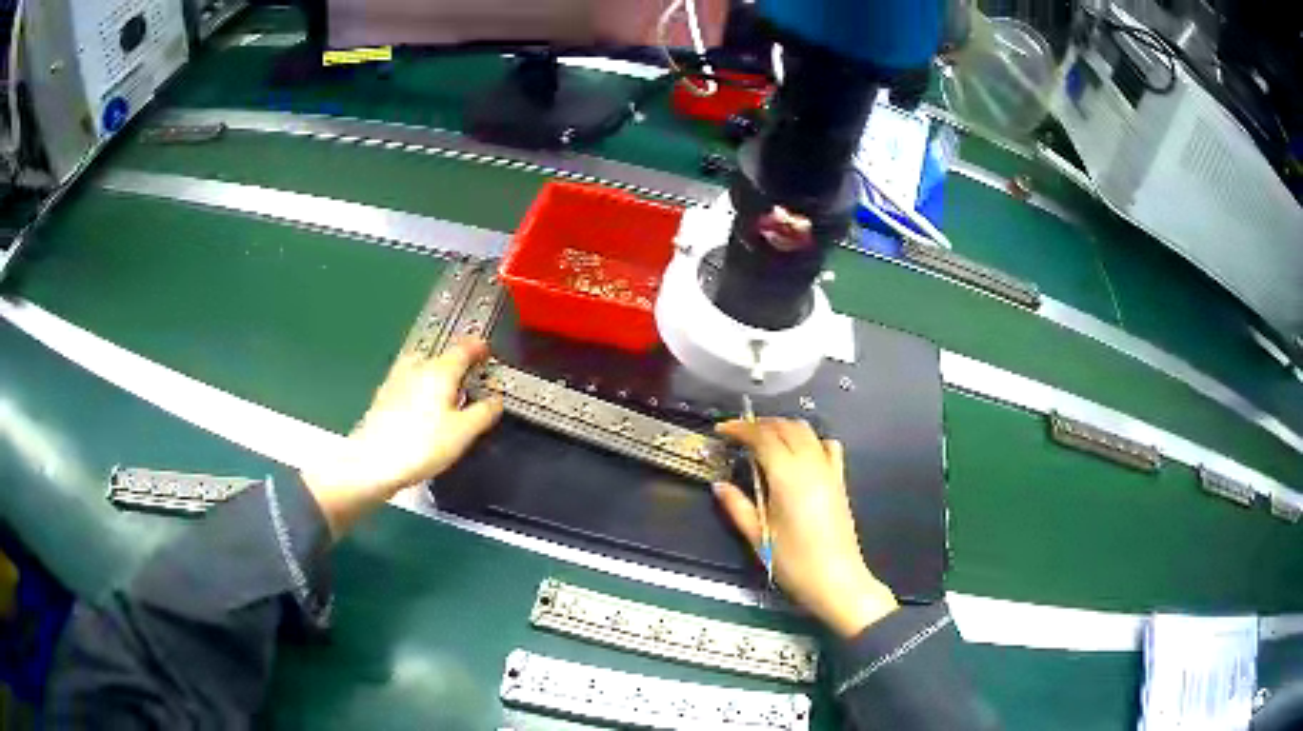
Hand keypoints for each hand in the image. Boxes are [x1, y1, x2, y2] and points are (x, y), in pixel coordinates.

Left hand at [301, 339, 503, 537]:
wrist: (374, 461)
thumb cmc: (421, 445)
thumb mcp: (463, 432)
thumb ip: (484, 412)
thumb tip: (496, 400)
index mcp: (439, 370)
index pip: (464, 348)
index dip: (479, 348)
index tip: (487, 352)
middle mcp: (417, 367)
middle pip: (440, 355)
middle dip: (456, 363)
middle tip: (469, 379)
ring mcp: (397, 379)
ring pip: (422, 367)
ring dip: (436, 373)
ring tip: (446, 392)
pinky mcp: (383, 396)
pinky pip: (408, 382)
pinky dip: (419, 387)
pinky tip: (422, 406)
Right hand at [714, 418, 898, 637]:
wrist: (836, 580)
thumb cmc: (794, 562)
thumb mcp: (758, 537)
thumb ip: (737, 507)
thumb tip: (719, 485)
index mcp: (787, 476)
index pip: (763, 437)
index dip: (741, 429)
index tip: (722, 430)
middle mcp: (811, 464)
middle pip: (786, 427)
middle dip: (760, 425)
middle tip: (739, 435)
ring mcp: (829, 470)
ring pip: (807, 431)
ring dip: (783, 428)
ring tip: (764, 440)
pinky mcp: (840, 480)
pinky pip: (827, 446)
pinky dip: (810, 440)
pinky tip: (799, 453)